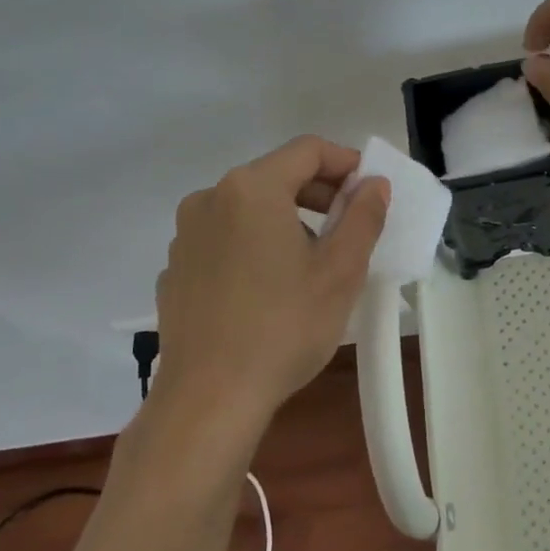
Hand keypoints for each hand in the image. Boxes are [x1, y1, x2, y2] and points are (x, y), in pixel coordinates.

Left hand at [149, 137, 389, 434]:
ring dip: (287, 219)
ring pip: (249, 207)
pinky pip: (224, 239)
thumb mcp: (341, 270)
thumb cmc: (284, 327)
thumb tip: (373, 184)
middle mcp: (210, 198)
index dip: (347, 163)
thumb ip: (363, 216)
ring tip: (312, 262)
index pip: (308, 150)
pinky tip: (269, 289)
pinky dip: (254, 245)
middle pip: (276, 175)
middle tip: (350, 227)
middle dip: (319, 193)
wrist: (209, 400)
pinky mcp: (175, 269)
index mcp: (252, 189)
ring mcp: (186, 235)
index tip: (371, 192)